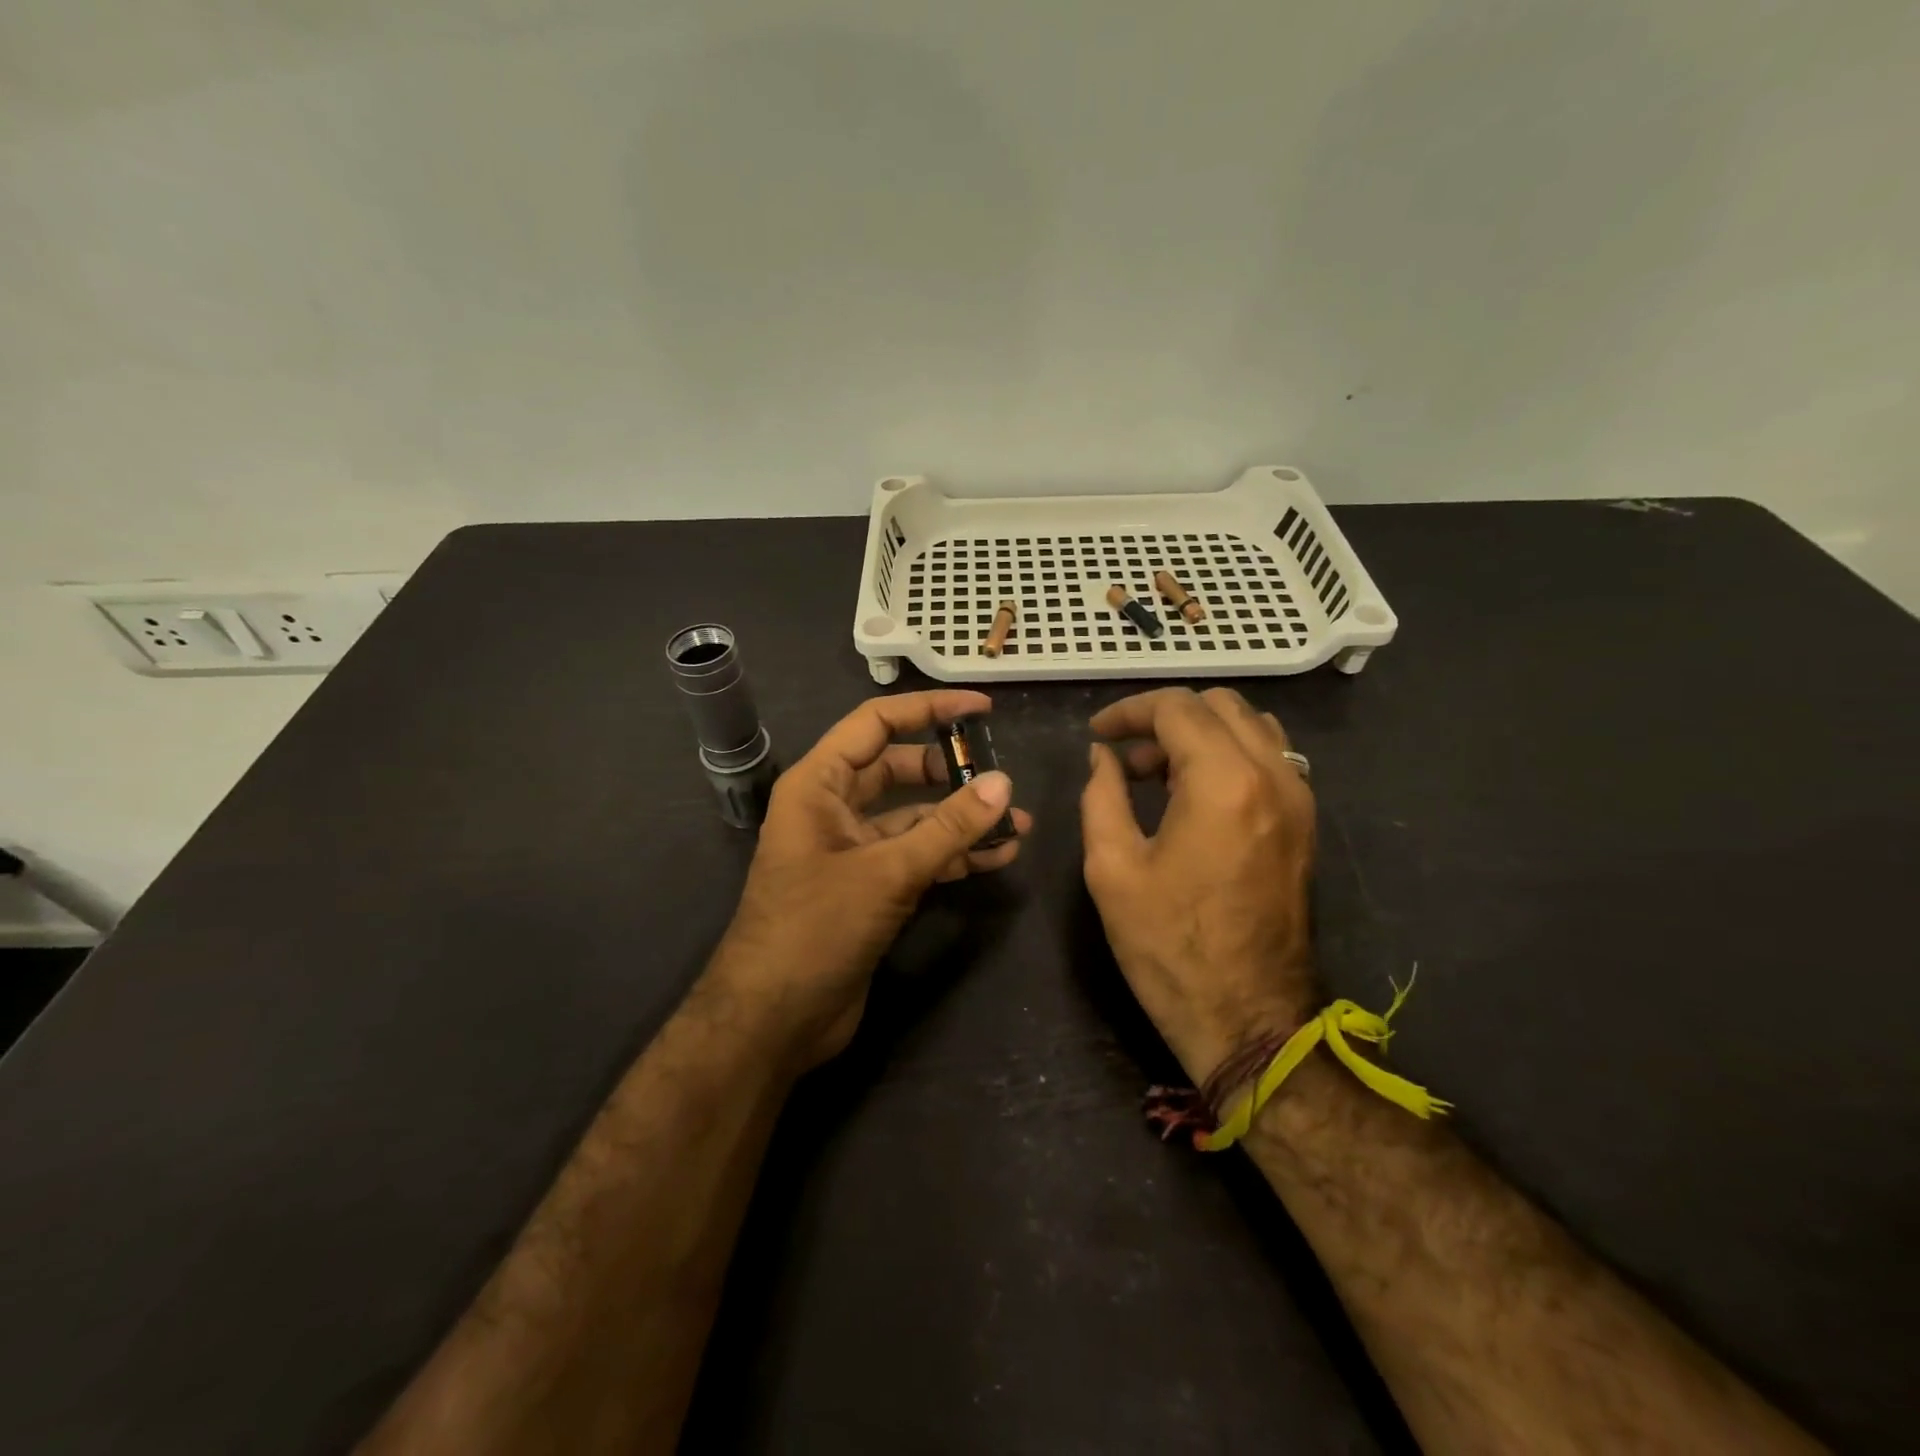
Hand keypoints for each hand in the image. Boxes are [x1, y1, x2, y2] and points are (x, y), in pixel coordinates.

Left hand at [712, 690, 1031, 1071]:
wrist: (773, 1021)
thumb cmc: (815, 929)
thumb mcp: (886, 872)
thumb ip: (948, 828)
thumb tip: (1003, 783)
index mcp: (819, 784)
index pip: (876, 724)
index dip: (929, 709)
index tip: (982, 709)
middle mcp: (833, 808)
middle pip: (899, 769)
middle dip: (950, 771)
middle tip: (1001, 776)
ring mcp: (852, 850)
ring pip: (913, 817)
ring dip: (961, 819)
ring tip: (1018, 823)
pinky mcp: (868, 888)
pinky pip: (916, 856)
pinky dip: (952, 855)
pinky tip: (996, 858)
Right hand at [1079, 687, 1318, 1084]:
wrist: (1249, 1018)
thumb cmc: (1169, 946)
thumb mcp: (1112, 868)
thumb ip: (1102, 795)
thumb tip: (1102, 757)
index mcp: (1223, 782)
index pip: (1176, 707)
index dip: (1128, 711)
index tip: (1097, 735)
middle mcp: (1273, 775)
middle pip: (1219, 704)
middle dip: (1164, 718)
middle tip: (1126, 759)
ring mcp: (1299, 799)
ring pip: (1250, 725)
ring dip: (1200, 733)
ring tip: (1158, 775)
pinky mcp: (1305, 824)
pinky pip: (1271, 758)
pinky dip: (1229, 754)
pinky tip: (1195, 795)